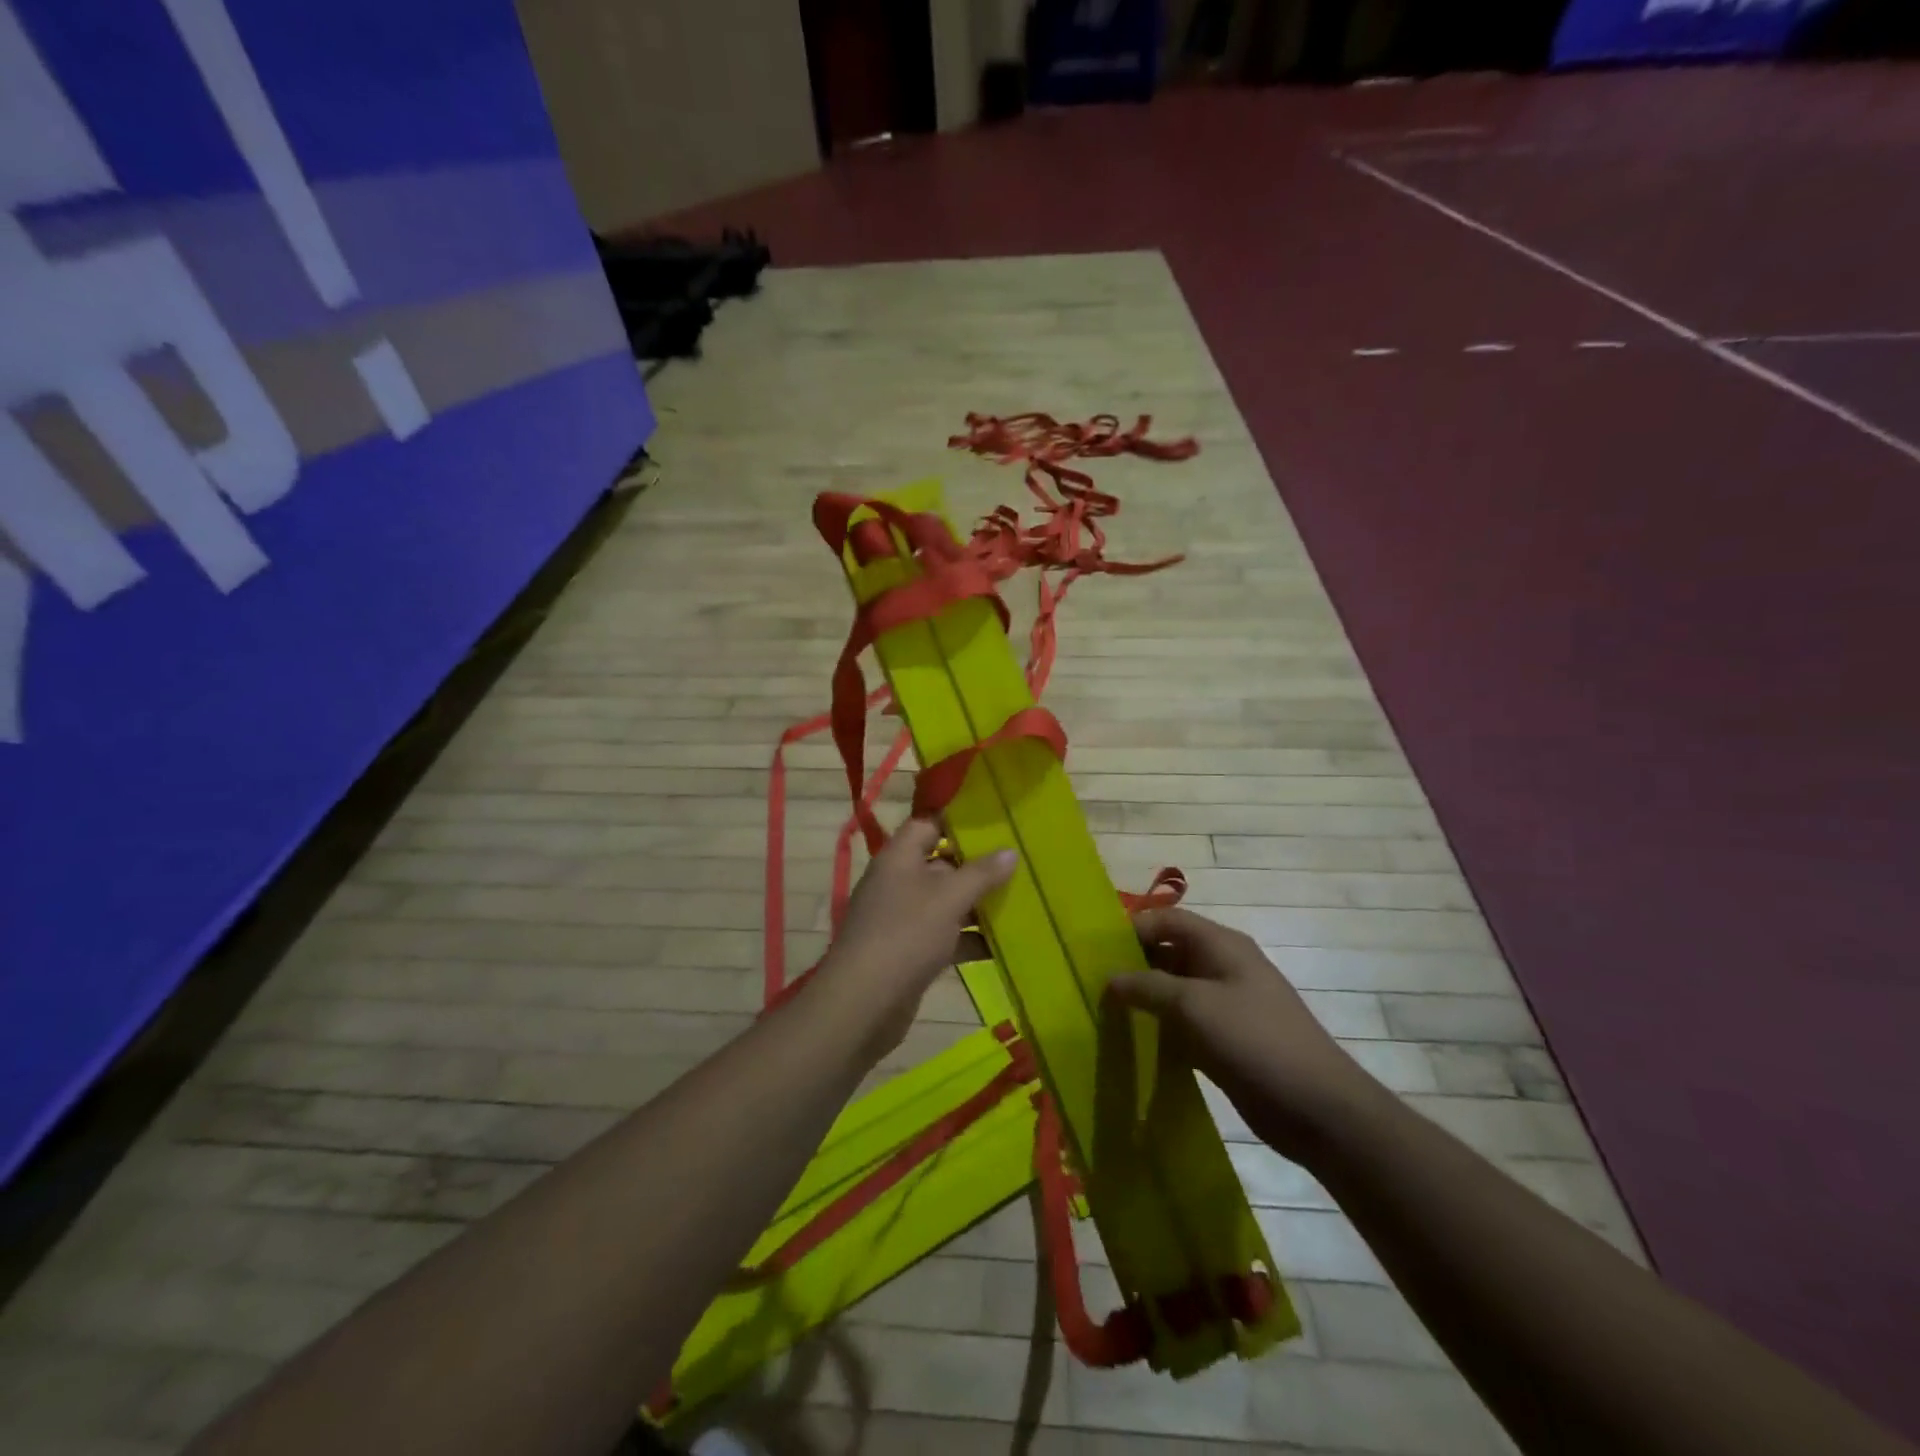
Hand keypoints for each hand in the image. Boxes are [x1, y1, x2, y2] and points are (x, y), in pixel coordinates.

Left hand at [812, 819, 1017, 1058]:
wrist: (864, 1002)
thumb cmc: (906, 933)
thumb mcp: (949, 898)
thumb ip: (981, 873)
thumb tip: (1010, 851)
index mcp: (899, 857)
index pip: (927, 823)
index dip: (957, 820)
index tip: (993, 820)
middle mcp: (898, 882)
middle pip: (939, 863)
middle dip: (976, 865)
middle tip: (1018, 861)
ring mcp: (901, 918)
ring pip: (944, 902)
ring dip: (976, 905)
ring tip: (1019, 900)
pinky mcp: (908, 951)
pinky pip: (943, 936)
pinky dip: (967, 938)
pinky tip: (1001, 945)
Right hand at [1108, 907, 1383, 1162]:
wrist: (1319, 1109)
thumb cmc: (1254, 1041)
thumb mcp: (1194, 1006)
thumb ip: (1147, 987)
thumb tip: (1110, 978)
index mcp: (1221, 945)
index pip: (1168, 919)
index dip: (1132, 928)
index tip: (1095, 949)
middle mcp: (1223, 967)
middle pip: (1169, 952)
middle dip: (1133, 964)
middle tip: (1092, 982)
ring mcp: (1226, 1005)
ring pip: (1174, 990)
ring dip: (1144, 998)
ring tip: (1104, 1011)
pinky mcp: (1226, 1040)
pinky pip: (1184, 1023)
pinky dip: (1160, 1027)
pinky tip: (1133, 1041)